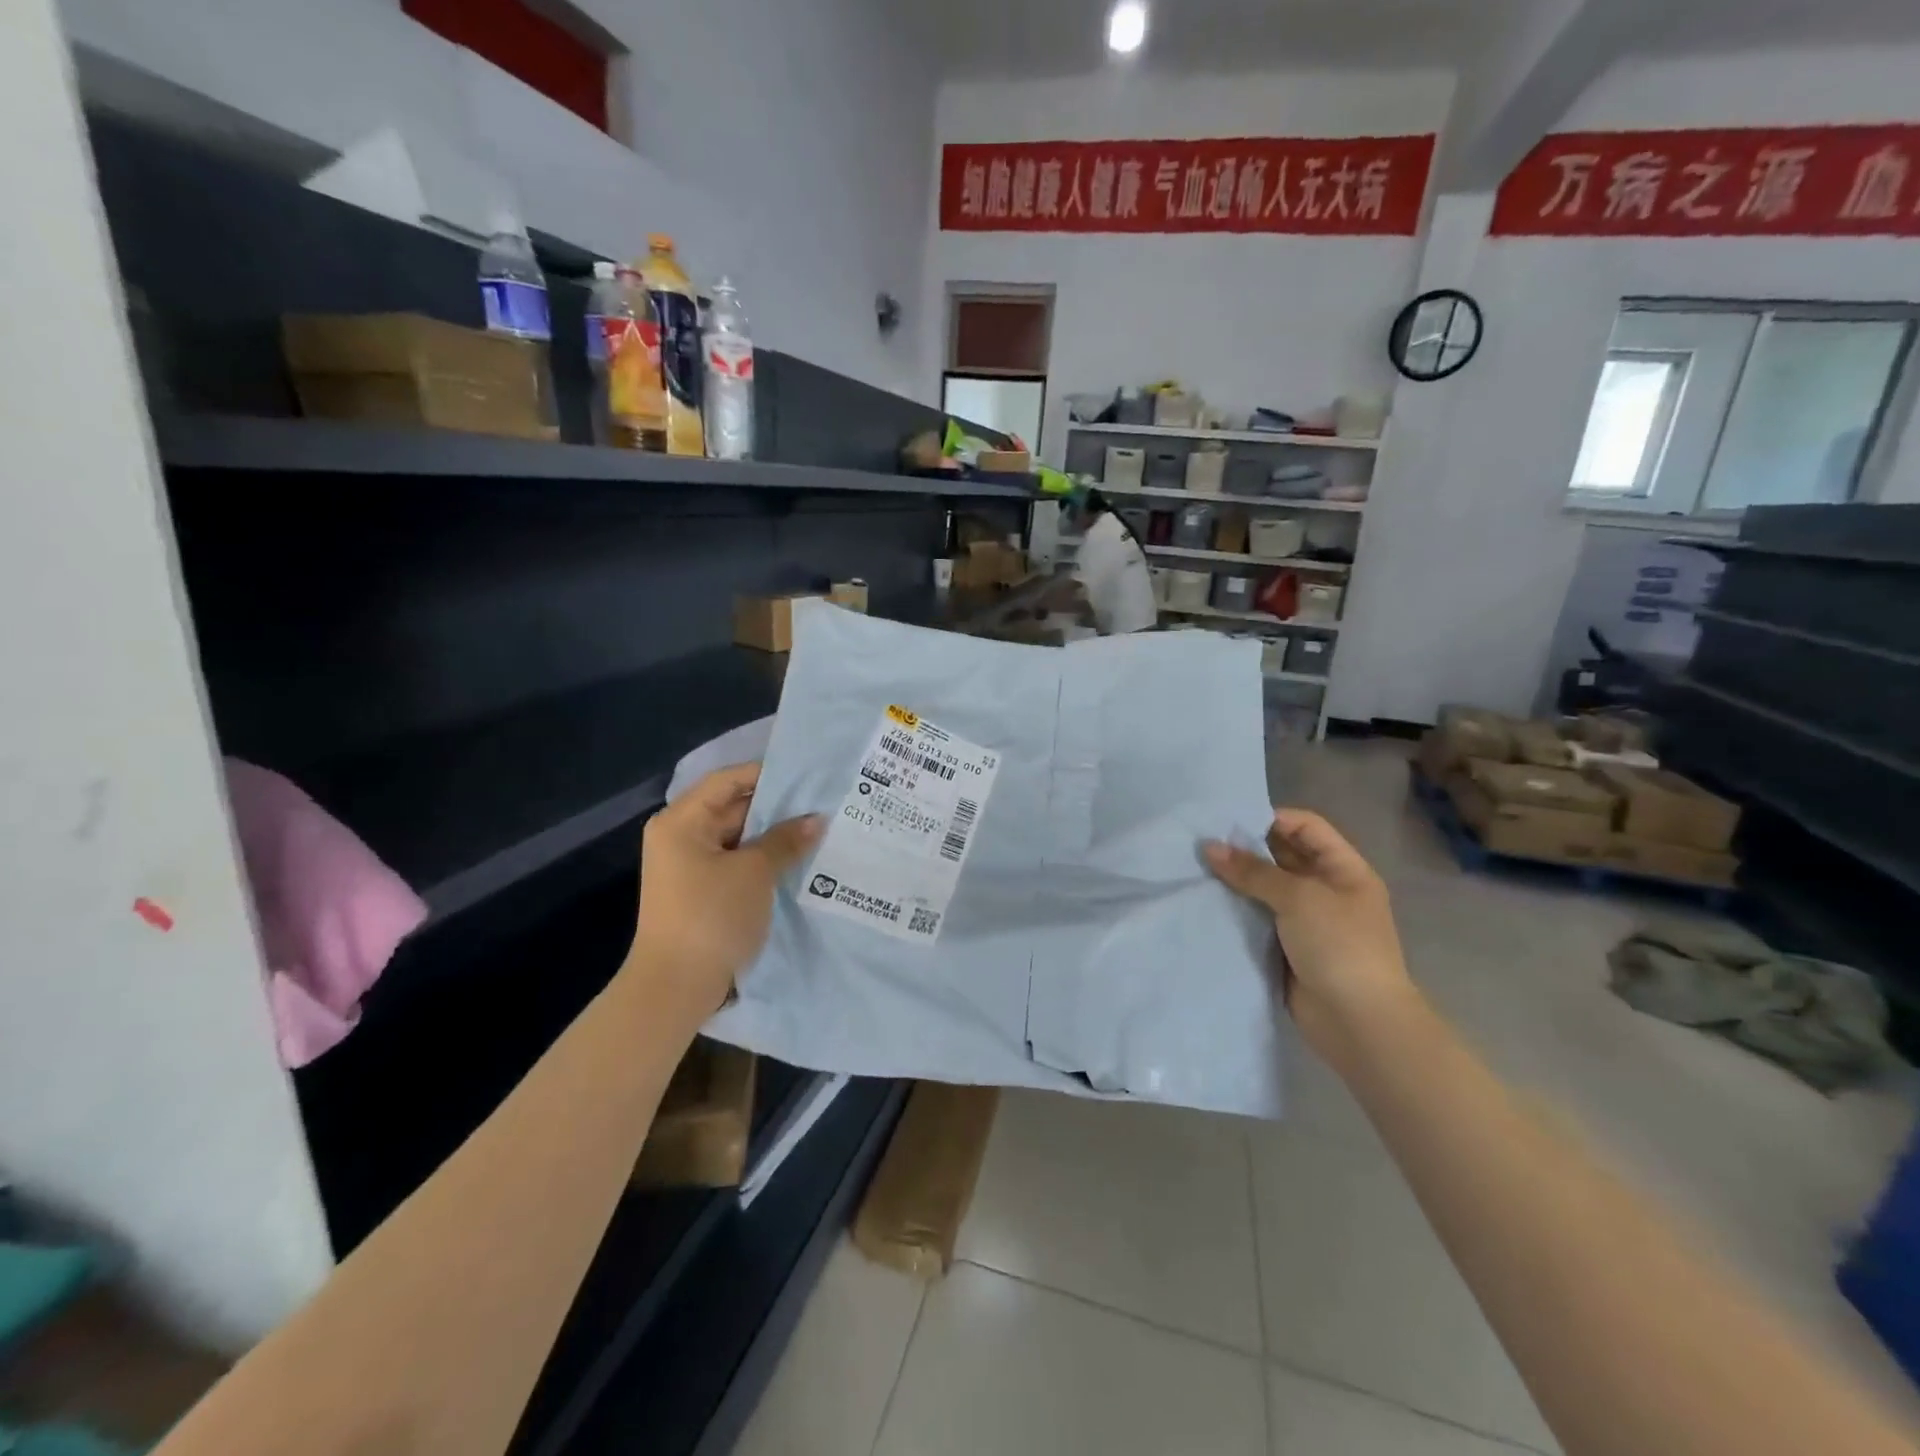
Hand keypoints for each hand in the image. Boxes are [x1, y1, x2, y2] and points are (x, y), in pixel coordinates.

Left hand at [627, 763, 821, 1021]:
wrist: (676, 986)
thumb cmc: (711, 916)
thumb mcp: (755, 872)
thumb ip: (786, 839)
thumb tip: (816, 819)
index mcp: (682, 821)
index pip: (727, 781)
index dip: (766, 774)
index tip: (807, 775)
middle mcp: (681, 837)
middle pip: (732, 807)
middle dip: (775, 807)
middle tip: (821, 802)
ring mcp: (689, 866)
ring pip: (738, 837)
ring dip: (772, 836)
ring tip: (817, 828)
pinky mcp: (701, 891)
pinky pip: (736, 862)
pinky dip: (763, 859)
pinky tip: (797, 859)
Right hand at [1204, 809, 1417, 1065]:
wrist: (1358, 1022)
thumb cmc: (1339, 946)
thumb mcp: (1298, 898)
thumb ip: (1253, 871)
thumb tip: (1209, 847)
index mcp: (1344, 870)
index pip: (1306, 827)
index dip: (1271, 818)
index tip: (1227, 821)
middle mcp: (1327, 890)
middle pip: (1283, 856)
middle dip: (1246, 849)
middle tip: (1202, 843)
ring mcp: (1308, 921)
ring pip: (1267, 889)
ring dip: (1237, 880)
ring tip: (1196, 869)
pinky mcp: (1288, 947)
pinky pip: (1258, 918)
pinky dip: (1236, 909)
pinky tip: (1207, 902)